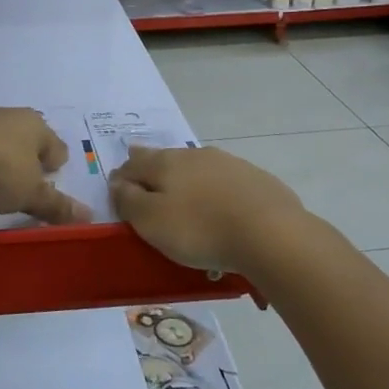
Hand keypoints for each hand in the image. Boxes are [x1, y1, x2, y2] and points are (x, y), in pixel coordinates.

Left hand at [0, 107, 91, 224]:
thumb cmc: (0, 172)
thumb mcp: (31, 195)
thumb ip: (57, 205)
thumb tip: (89, 216)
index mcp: (35, 125)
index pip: (55, 144)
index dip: (56, 163)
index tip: (51, 179)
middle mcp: (8, 115)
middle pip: (26, 136)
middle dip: (28, 155)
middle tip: (25, 180)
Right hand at [110, 145, 307, 274]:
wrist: (271, 234)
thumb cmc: (200, 230)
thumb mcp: (151, 221)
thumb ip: (128, 200)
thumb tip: (117, 182)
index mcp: (165, 162)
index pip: (133, 163)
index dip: (122, 177)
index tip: (118, 192)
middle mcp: (195, 154)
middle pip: (166, 161)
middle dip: (154, 175)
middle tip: (150, 194)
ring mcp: (229, 163)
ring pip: (198, 170)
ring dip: (188, 184)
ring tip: (187, 207)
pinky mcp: (256, 179)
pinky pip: (226, 184)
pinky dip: (217, 195)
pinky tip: (222, 214)